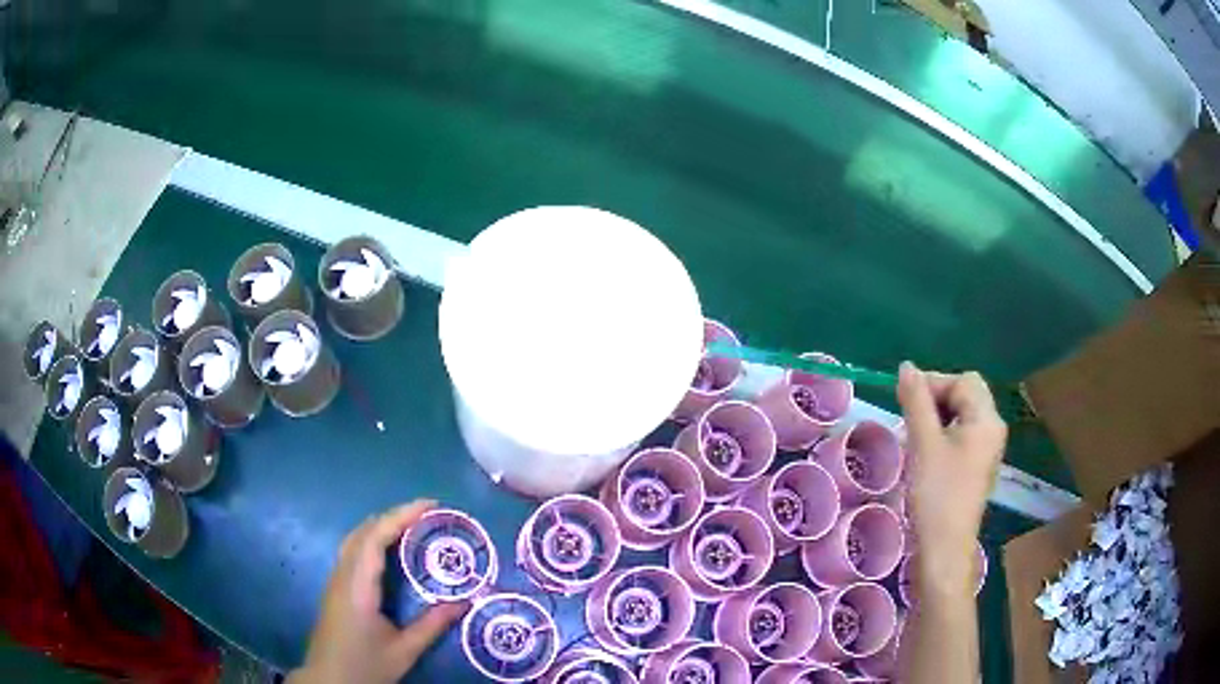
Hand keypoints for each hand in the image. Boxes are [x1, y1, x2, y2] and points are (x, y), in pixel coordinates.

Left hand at [289, 500, 467, 683]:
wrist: (329, 680)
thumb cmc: (365, 666)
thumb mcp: (404, 650)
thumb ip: (432, 625)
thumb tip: (464, 602)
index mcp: (358, 586)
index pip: (376, 537)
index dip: (401, 516)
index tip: (430, 505)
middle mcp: (343, 575)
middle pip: (363, 531)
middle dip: (394, 515)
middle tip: (427, 513)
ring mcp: (335, 580)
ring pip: (355, 539)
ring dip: (381, 525)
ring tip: (411, 525)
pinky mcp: (336, 588)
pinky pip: (353, 551)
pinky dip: (373, 539)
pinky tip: (389, 550)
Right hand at [896, 362, 1005, 591]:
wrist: (944, 548)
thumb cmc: (936, 494)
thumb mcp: (923, 444)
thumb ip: (916, 401)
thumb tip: (906, 367)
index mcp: (986, 419)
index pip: (962, 381)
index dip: (933, 383)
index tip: (905, 402)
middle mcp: (993, 428)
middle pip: (966, 394)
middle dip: (936, 398)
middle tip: (909, 419)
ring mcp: (987, 449)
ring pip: (962, 414)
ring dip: (937, 416)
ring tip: (914, 437)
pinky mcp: (977, 465)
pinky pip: (962, 434)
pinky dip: (943, 434)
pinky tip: (925, 453)